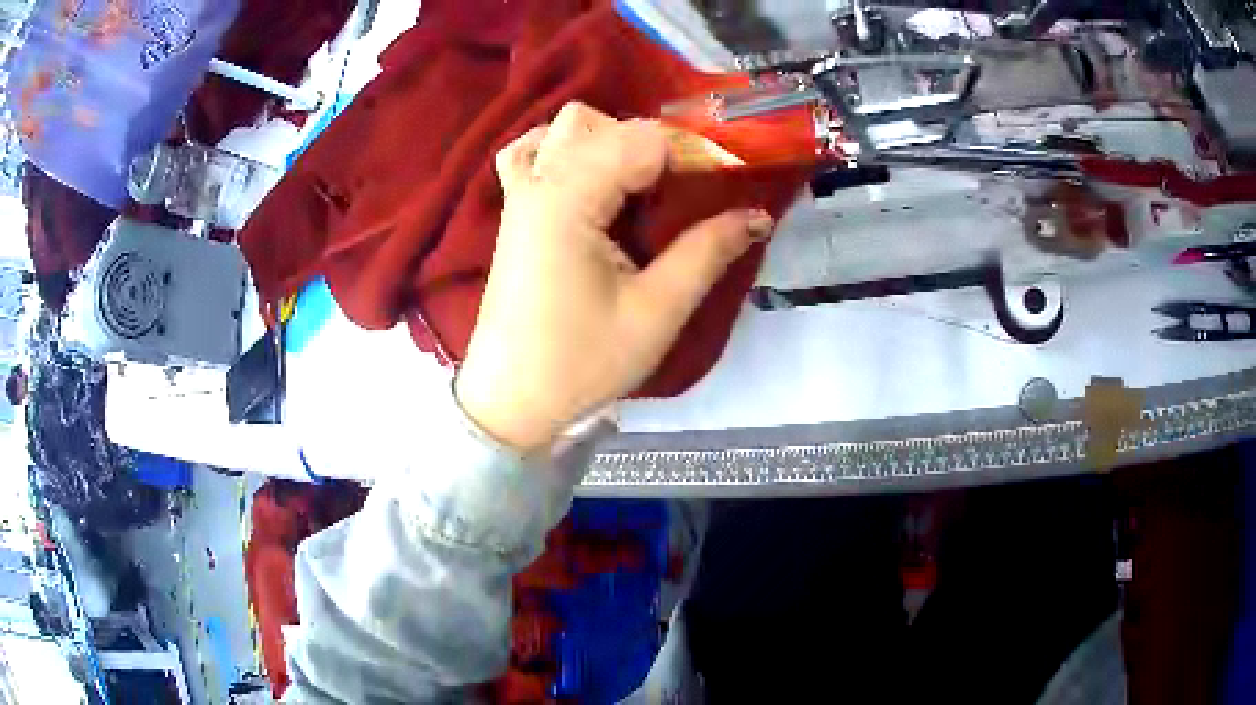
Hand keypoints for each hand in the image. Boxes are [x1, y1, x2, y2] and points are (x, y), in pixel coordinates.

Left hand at [454, 103, 773, 451]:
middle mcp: (537, 183)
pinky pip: (533, 152)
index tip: (723, 187)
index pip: (641, 140)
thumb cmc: (581, 363)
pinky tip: (591, 181)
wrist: (511, 401)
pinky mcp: (514, 212)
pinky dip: (566, 150)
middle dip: (653, 145)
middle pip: (600, 123)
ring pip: (564, 128)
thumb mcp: (655, 313)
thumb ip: (707, 252)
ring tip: (639, 188)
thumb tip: (757, 214)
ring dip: (609, 141)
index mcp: (567, 200)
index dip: (691, 154)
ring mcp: (518, 195)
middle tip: (684, 194)